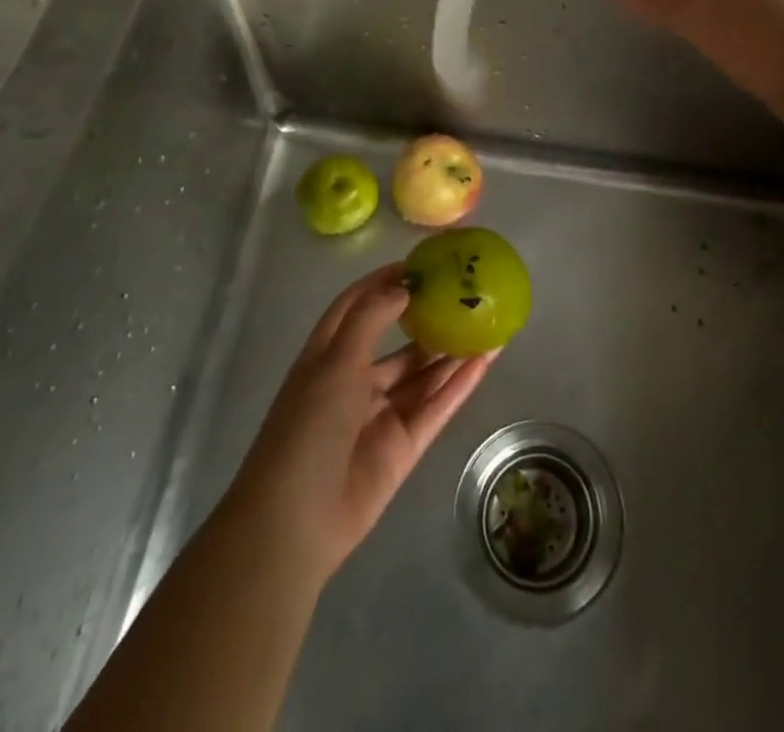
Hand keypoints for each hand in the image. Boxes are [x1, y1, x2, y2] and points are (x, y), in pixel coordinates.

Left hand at [225, 264, 494, 584]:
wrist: (296, 520)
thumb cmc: (308, 425)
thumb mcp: (336, 360)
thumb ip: (372, 318)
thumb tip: (404, 285)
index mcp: (329, 356)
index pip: (358, 306)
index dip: (385, 282)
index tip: (421, 263)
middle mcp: (356, 381)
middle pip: (399, 342)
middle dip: (428, 318)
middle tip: (466, 294)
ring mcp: (381, 415)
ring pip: (423, 375)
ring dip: (452, 351)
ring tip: (488, 322)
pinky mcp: (403, 446)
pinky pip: (436, 407)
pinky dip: (459, 385)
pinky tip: (486, 361)